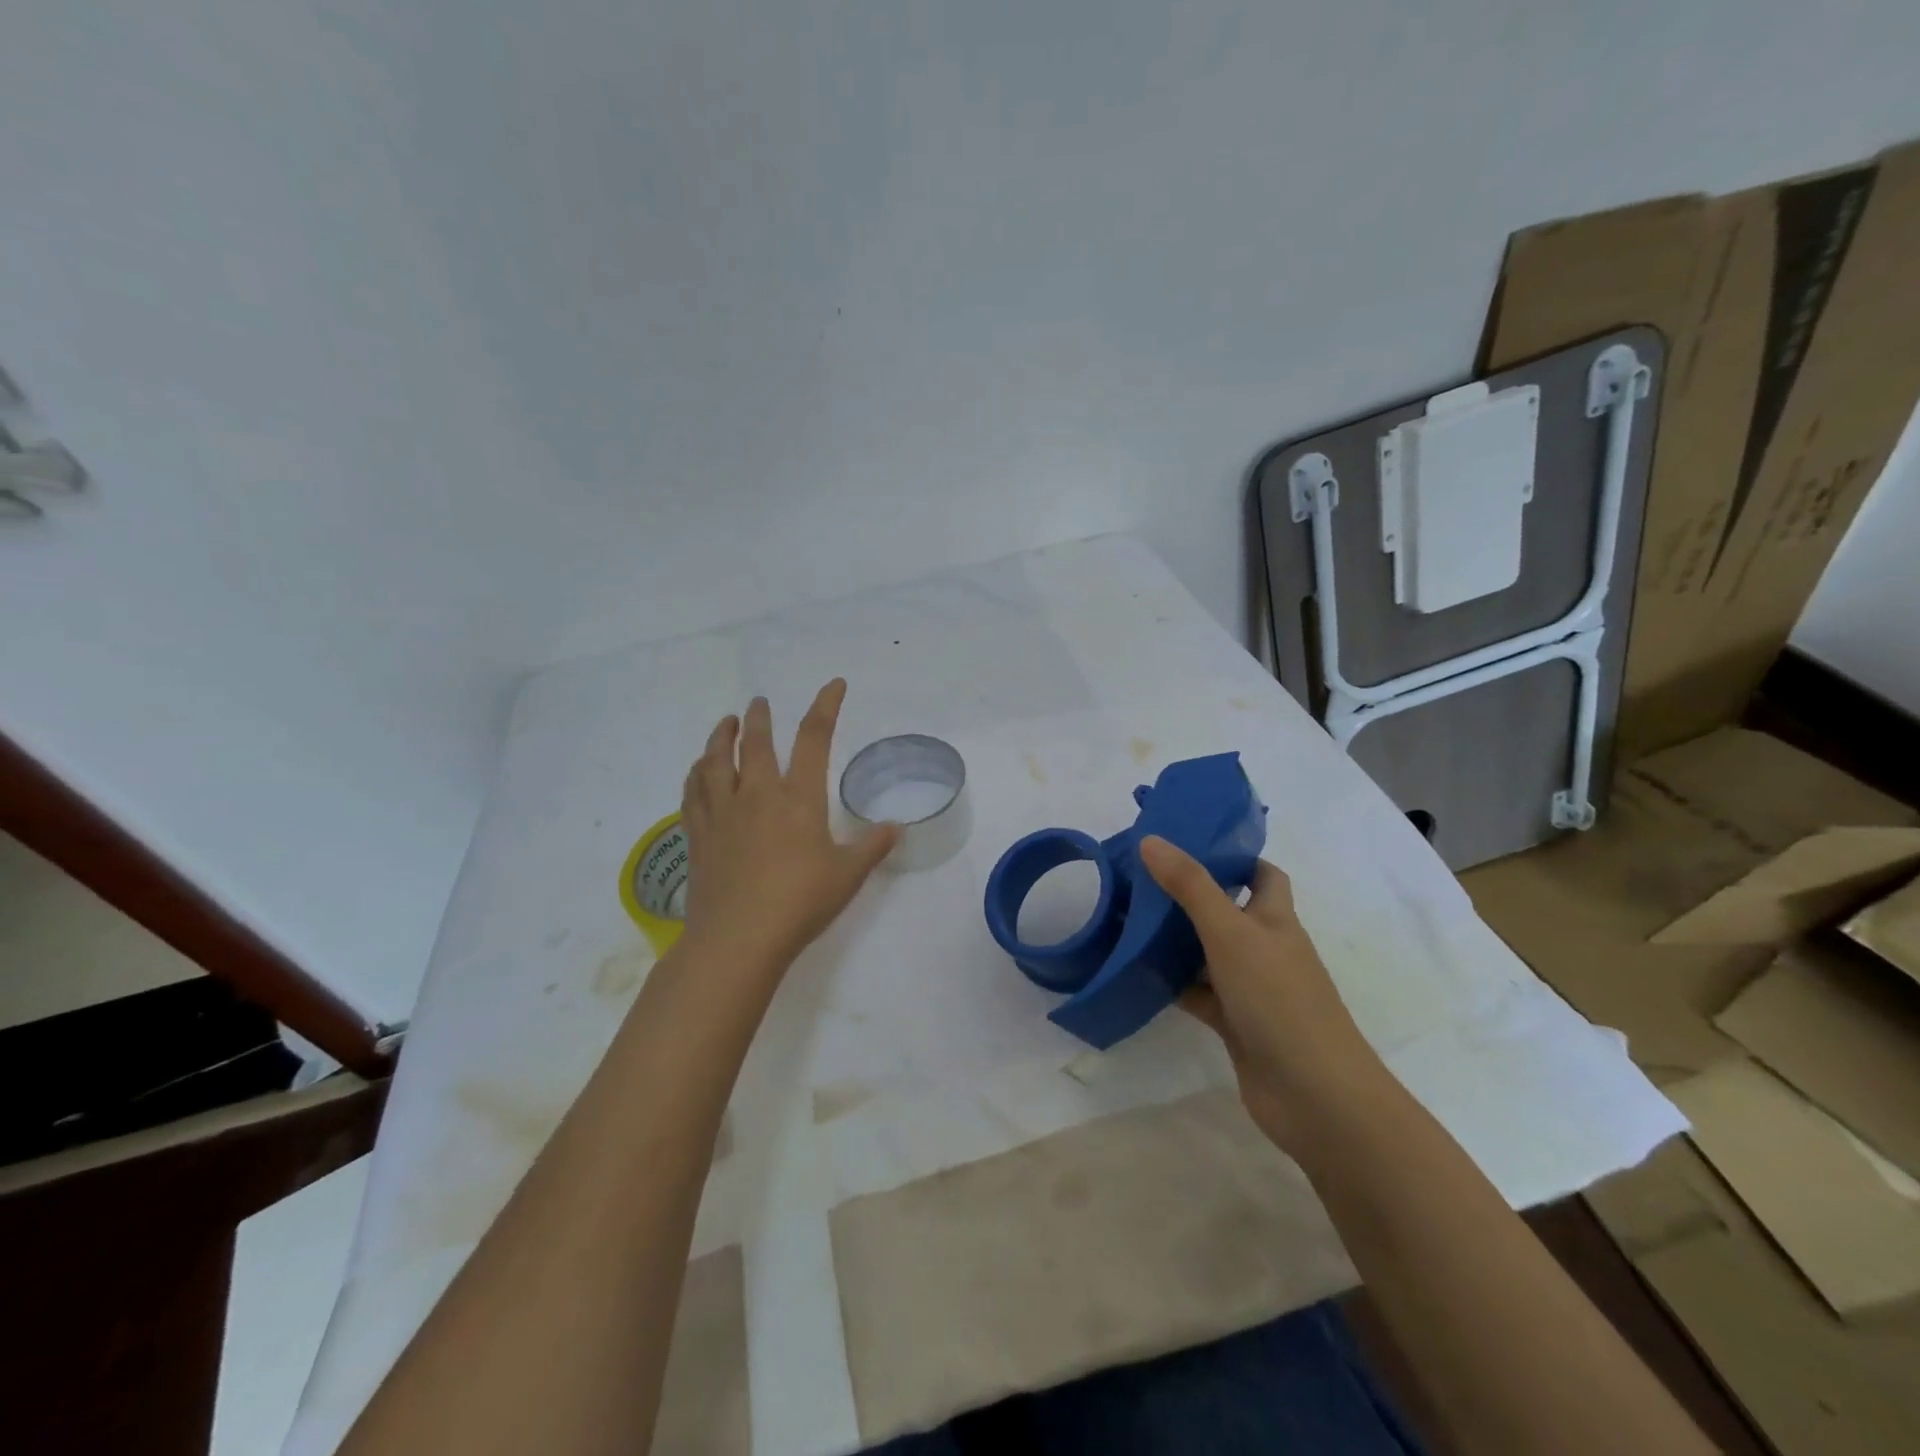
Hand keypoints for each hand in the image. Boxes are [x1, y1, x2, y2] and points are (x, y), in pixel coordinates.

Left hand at [680, 680, 899, 972]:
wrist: (738, 938)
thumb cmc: (800, 903)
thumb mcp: (848, 876)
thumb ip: (872, 847)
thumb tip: (896, 828)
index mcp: (798, 798)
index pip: (814, 738)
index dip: (826, 707)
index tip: (834, 685)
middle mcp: (757, 794)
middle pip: (754, 743)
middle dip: (758, 717)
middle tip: (759, 702)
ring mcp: (722, 813)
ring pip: (715, 761)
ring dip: (720, 737)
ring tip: (724, 724)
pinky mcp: (699, 836)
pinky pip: (693, 793)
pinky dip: (695, 774)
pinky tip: (697, 771)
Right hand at [1139, 836, 1392, 1154]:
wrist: (1315, 1097)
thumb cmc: (1279, 1000)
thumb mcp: (1231, 933)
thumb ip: (1190, 886)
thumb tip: (1150, 840)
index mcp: (1276, 919)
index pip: (1262, 875)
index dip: (1233, 857)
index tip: (1187, 844)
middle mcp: (1266, 948)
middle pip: (1227, 910)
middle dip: (1189, 895)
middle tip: (1140, 879)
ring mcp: (1251, 988)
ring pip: (1208, 953)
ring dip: (1175, 940)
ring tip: (1127, 918)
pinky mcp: (1235, 1023)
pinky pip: (1198, 993)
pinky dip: (1173, 983)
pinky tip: (1138, 972)